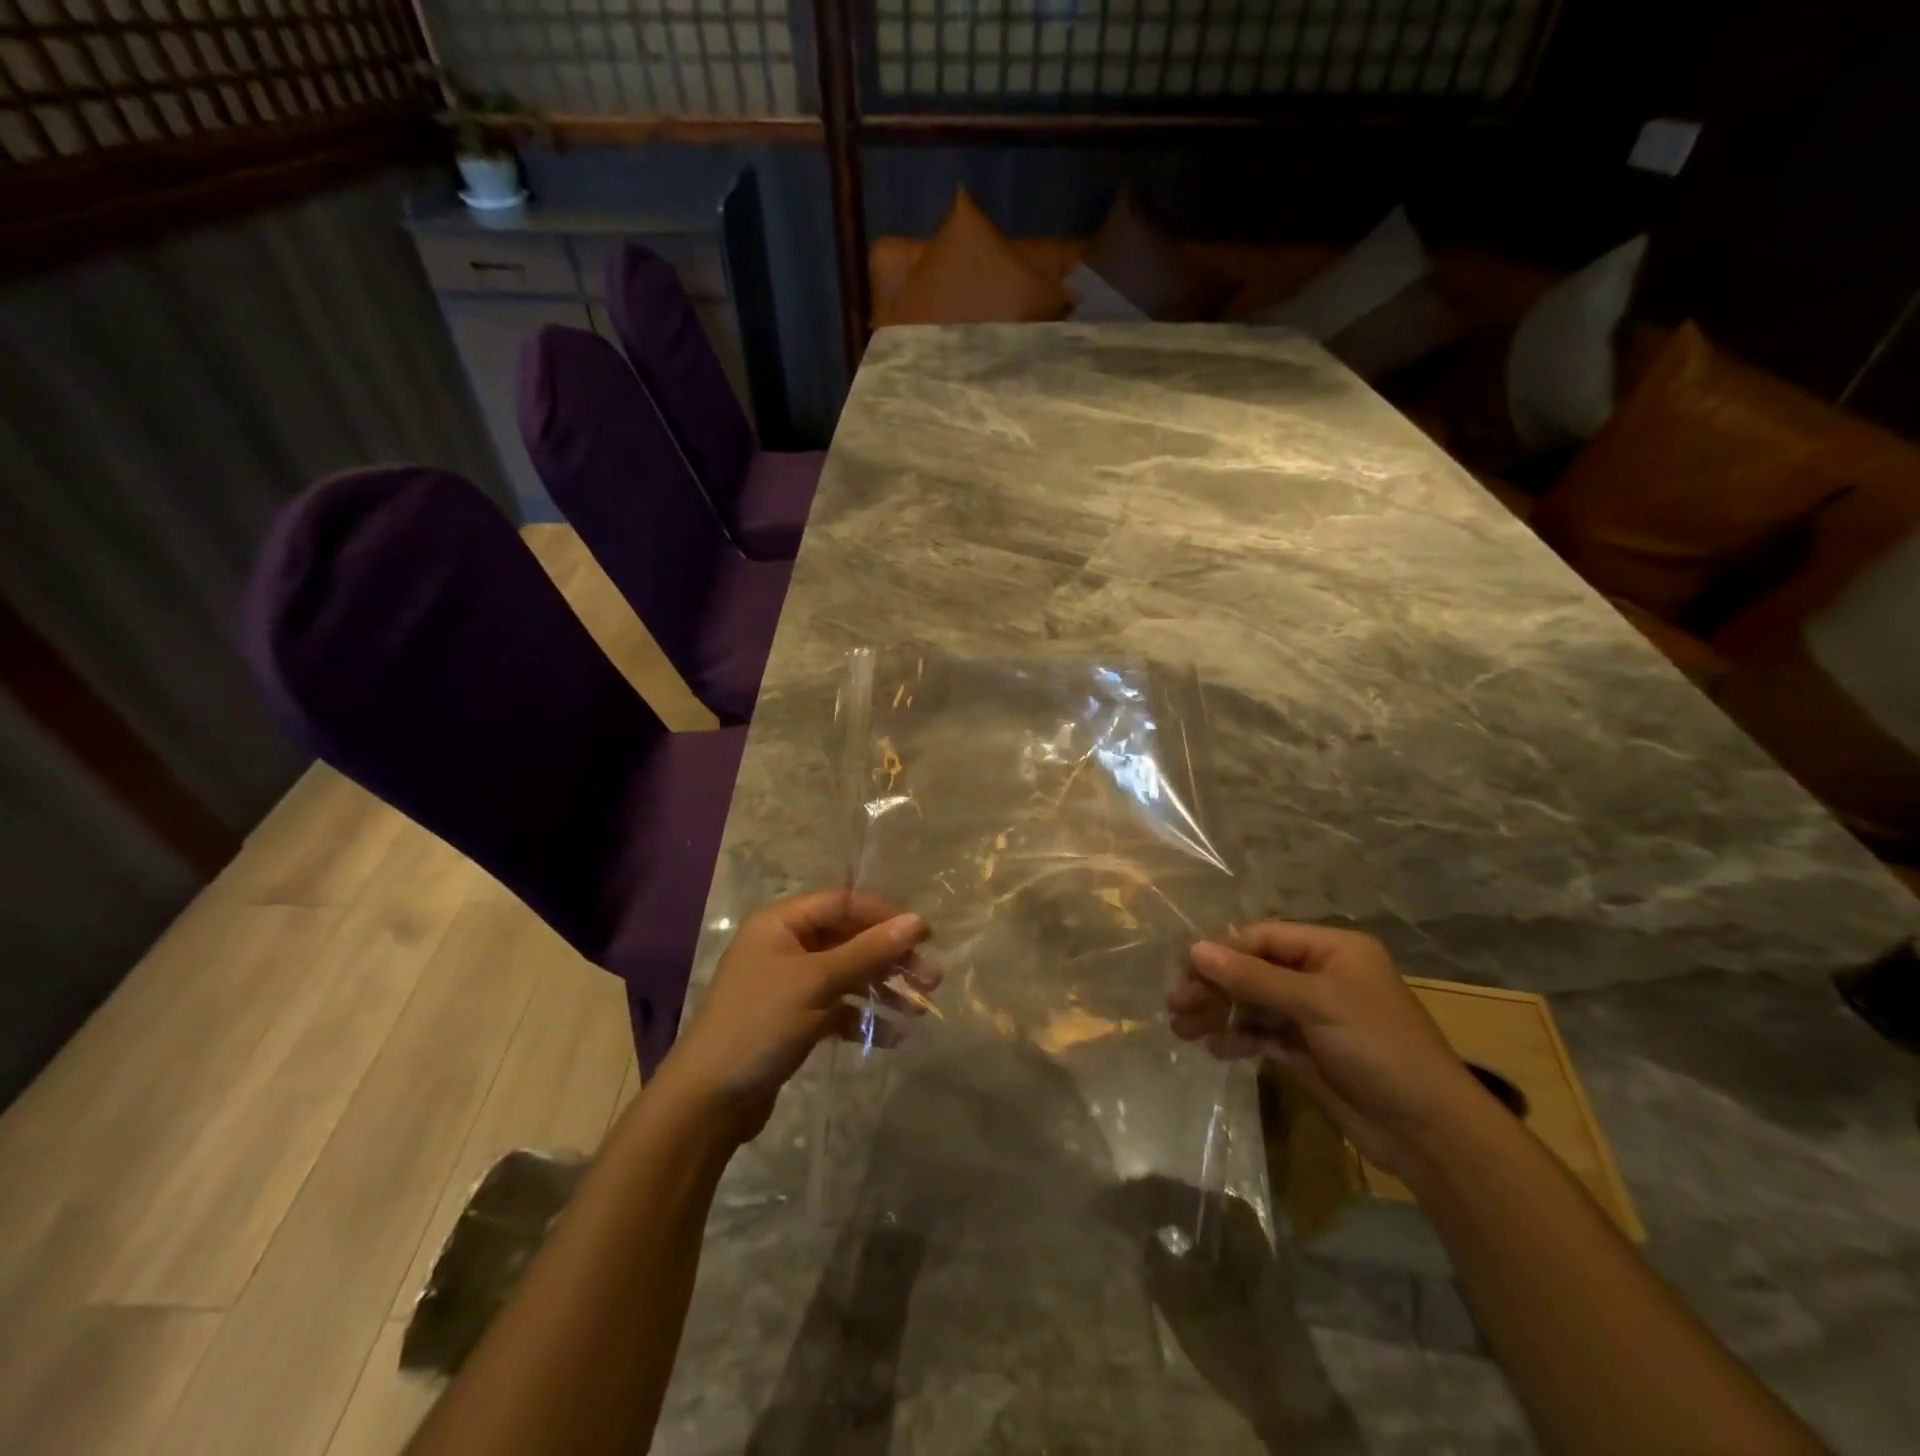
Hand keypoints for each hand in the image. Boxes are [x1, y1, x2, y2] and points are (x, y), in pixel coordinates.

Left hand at [663, 889, 936, 1139]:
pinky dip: (863, 1017)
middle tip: (931, 977)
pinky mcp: (795, 1019)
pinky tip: (893, 1035)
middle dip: (890, 957)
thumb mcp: (817, 982)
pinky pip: (838, 1008)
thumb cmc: (760, 1024)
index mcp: (782, 923)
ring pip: (848, 975)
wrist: (709, 1100)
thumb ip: (868, 951)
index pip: (843, 903)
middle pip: (849, 939)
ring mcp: (790, 984)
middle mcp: (785, 945)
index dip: (885, 915)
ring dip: (883, 988)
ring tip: (921, 1008)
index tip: (925, 934)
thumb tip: (917, 921)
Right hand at [1167, 922, 1491, 1179]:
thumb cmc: (1378, 1048)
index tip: (1186, 969)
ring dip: (1219, 1013)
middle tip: (1175, 1004)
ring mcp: (1313, 1015)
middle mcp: (1320, 976)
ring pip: (1253, 1004)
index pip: (1264, 939)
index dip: (1224, 952)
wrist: (1428, 1131)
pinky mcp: (1307, 1051)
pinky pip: (1262, 1035)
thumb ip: (1253, 978)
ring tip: (1181, 1028)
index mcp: (1332, 951)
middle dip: (1215, 986)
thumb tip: (1195, 950)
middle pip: (1254, 971)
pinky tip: (1214, 1050)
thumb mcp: (1315, 1004)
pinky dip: (1238, 1039)